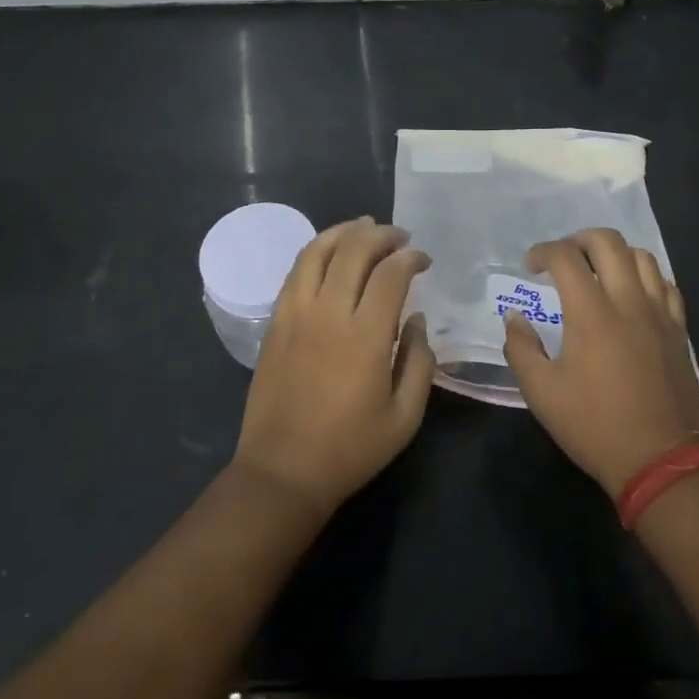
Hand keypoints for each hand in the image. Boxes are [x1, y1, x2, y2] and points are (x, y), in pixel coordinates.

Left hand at [232, 217, 435, 516]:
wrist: (282, 471)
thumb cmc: (350, 449)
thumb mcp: (405, 417)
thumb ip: (419, 362)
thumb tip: (417, 321)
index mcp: (365, 336)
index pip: (391, 274)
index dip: (410, 257)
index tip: (423, 259)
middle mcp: (328, 313)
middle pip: (353, 250)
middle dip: (381, 234)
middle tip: (399, 237)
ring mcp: (296, 314)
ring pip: (317, 252)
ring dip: (344, 232)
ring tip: (363, 227)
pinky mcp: (275, 323)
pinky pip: (295, 272)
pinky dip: (315, 252)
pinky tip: (329, 253)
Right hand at [502, 228, 698, 497]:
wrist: (661, 460)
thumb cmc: (595, 426)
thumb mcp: (542, 393)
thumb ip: (521, 348)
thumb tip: (515, 318)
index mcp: (591, 313)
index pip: (566, 257)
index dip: (543, 252)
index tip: (530, 266)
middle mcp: (628, 301)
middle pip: (608, 242)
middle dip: (579, 239)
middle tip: (563, 259)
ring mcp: (660, 313)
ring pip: (642, 257)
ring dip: (615, 254)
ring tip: (598, 272)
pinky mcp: (679, 330)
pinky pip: (666, 285)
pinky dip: (645, 277)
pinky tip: (633, 295)